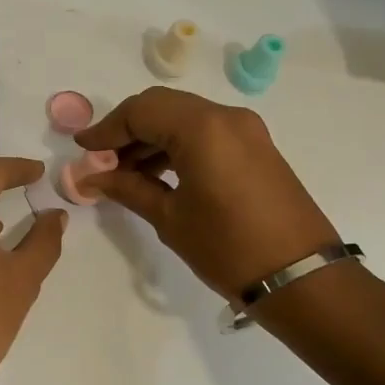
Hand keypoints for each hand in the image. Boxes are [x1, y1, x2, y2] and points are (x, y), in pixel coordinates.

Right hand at [76, 87, 338, 298]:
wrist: (302, 278)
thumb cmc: (229, 248)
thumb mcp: (170, 218)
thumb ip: (128, 188)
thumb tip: (91, 177)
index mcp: (202, 128)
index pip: (140, 111)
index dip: (106, 128)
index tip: (82, 149)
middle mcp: (225, 116)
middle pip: (161, 106)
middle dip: (126, 129)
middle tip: (101, 160)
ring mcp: (245, 129)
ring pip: (183, 117)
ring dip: (151, 137)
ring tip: (124, 172)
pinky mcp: (256, 146)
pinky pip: (205, 131)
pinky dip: (176, 144)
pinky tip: (157, 173)